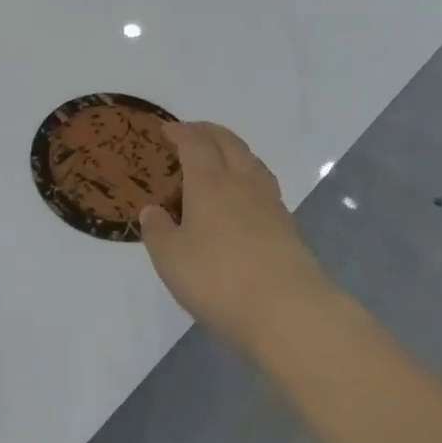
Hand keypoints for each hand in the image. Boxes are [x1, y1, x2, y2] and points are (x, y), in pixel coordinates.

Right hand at [138, 122, 333, 346]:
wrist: (289, 312)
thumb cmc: (218, 279)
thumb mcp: (170, 258)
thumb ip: (158, 231)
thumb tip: (152, 210)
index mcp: (210, 182)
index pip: (195, 143)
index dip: (181, 132)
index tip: (167, 130)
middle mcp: (242, 184)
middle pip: (229, 143)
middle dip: (208, 132)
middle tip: (191, 133)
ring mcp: (271, 204)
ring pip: (252, 162)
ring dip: (233, 151)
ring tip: (219, 158)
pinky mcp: (289, 228)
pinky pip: (264, 187)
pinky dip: (248, 179)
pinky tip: (242, 198)